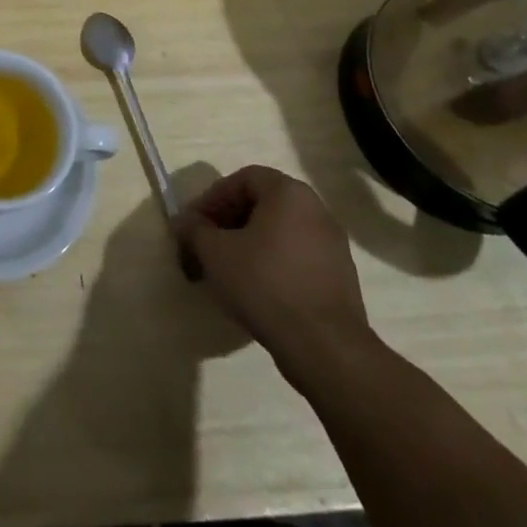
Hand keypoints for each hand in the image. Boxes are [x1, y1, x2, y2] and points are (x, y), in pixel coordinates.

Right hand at [174, 165, 370, 380]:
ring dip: (249, 245)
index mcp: (289, 193)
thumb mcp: (214, 252)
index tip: (195, 224)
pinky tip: (257, 290)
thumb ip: (194, 229)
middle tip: (207, 246)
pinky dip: (272, 265)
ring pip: (279, 233)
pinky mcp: (341, 278)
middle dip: (229, 222)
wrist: (325, 347)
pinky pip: (297, 258)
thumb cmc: (264, 283)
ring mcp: (333, 246)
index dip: (213, 198)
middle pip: (262, 204)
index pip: (242, 179)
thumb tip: (185, 222)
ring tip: (228, 271)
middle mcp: (316, 210)